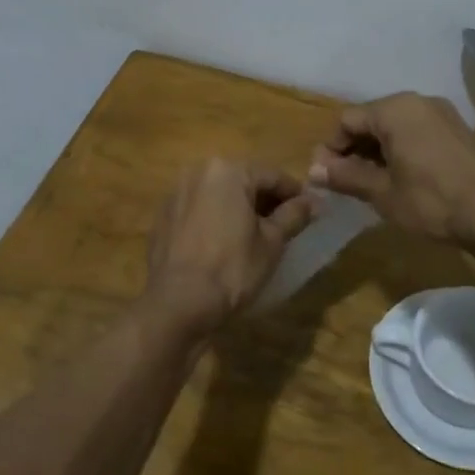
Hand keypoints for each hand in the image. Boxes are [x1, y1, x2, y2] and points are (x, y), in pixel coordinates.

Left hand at [144, 160, 316, 332]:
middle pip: (242, 181)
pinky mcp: (162, 217)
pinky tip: (222, 243)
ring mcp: (175, 193)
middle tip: (283, 225)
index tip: (309, 212)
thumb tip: (312, 202)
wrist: (177, 303)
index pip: (272, 176)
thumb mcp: (272, 242)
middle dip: (264, 200)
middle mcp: (198, 172)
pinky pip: (197, 210)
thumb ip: (294, 215)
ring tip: (254, 235)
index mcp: (228, 171)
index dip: (294, 194)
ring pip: (217, 195)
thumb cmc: (232, 268)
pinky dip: (213, 219)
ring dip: (237, 208)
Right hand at [307, 93, 474, 245]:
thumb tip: (313, 169)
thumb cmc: (431, 201)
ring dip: (378, 152)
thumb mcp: (382, 192)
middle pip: (372, 120)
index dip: (330, 148)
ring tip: (372, 184)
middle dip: (354, 149)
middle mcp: (418, 102)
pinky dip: (403, 151)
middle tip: (345, 182)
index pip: (346, 120)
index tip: (325, 177)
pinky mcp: (460, 131)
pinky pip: (418, 134)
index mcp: (394, 109)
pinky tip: (403, 179)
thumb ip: (345, 176)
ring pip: (396, 127)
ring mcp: (443, 114)